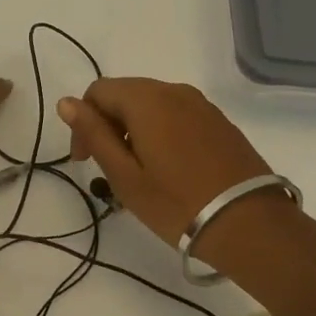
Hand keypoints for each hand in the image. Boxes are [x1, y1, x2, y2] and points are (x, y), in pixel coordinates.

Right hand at [57, 78, 283, 256]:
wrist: (250, 225)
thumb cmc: (177, 203)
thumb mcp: (124, 174)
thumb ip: (94, 133)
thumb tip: (66, 102)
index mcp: (146, 99)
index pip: (98, 92)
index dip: (83, 122)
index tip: (84, 160)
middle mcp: (174, 90)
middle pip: (125, 94)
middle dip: (108, 124)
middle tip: (107, 168)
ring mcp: (201, 104)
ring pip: (152, 104)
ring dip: (134, 129)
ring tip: (138, 171)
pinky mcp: (220, 121)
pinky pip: (177, 115)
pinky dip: (161, 132)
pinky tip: (168, 167)